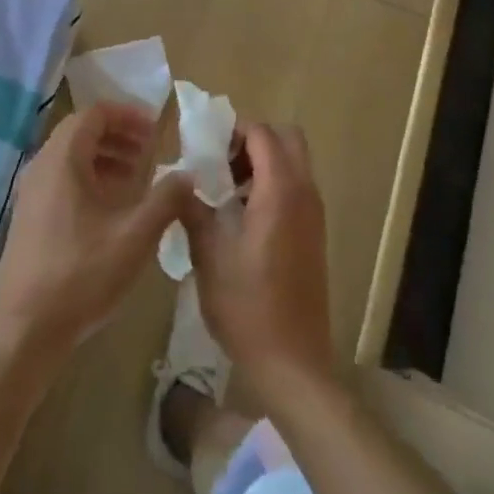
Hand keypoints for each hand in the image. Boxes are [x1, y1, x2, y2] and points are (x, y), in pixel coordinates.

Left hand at [0, 102, 193, 360]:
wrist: (26, 331)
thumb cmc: (82, 275)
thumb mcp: (135, 236)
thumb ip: (165, 199)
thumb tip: (188, 175)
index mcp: (62, 160)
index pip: (93, 114)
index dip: (126, 115)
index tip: (155, 130)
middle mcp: (41, 167)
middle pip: (80, 132)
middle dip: (118, 135)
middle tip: (150, 150)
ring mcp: (30, 193)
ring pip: (70, 157)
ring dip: (104, 157)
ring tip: (136, 177)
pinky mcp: (29, 217)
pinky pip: (61, 179)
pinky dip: (89, 178)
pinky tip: (112, 207)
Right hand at [179, 121, 332, 407]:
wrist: (293, 363)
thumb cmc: (247, 306)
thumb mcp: (208, 254)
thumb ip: (192, 208)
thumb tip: (179, 181)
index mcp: (280, 191)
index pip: (263, 133)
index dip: (234, 131)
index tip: (205, 148)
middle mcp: (305, 193)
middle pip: (287, 139)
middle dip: (254, 141)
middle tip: (221, 163)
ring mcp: (314, 215)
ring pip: (294, 164)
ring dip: (263, 163)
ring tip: (225, 191)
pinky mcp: (314, 235)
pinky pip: (296, 189)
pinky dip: (272, 186)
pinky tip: (242, 218)